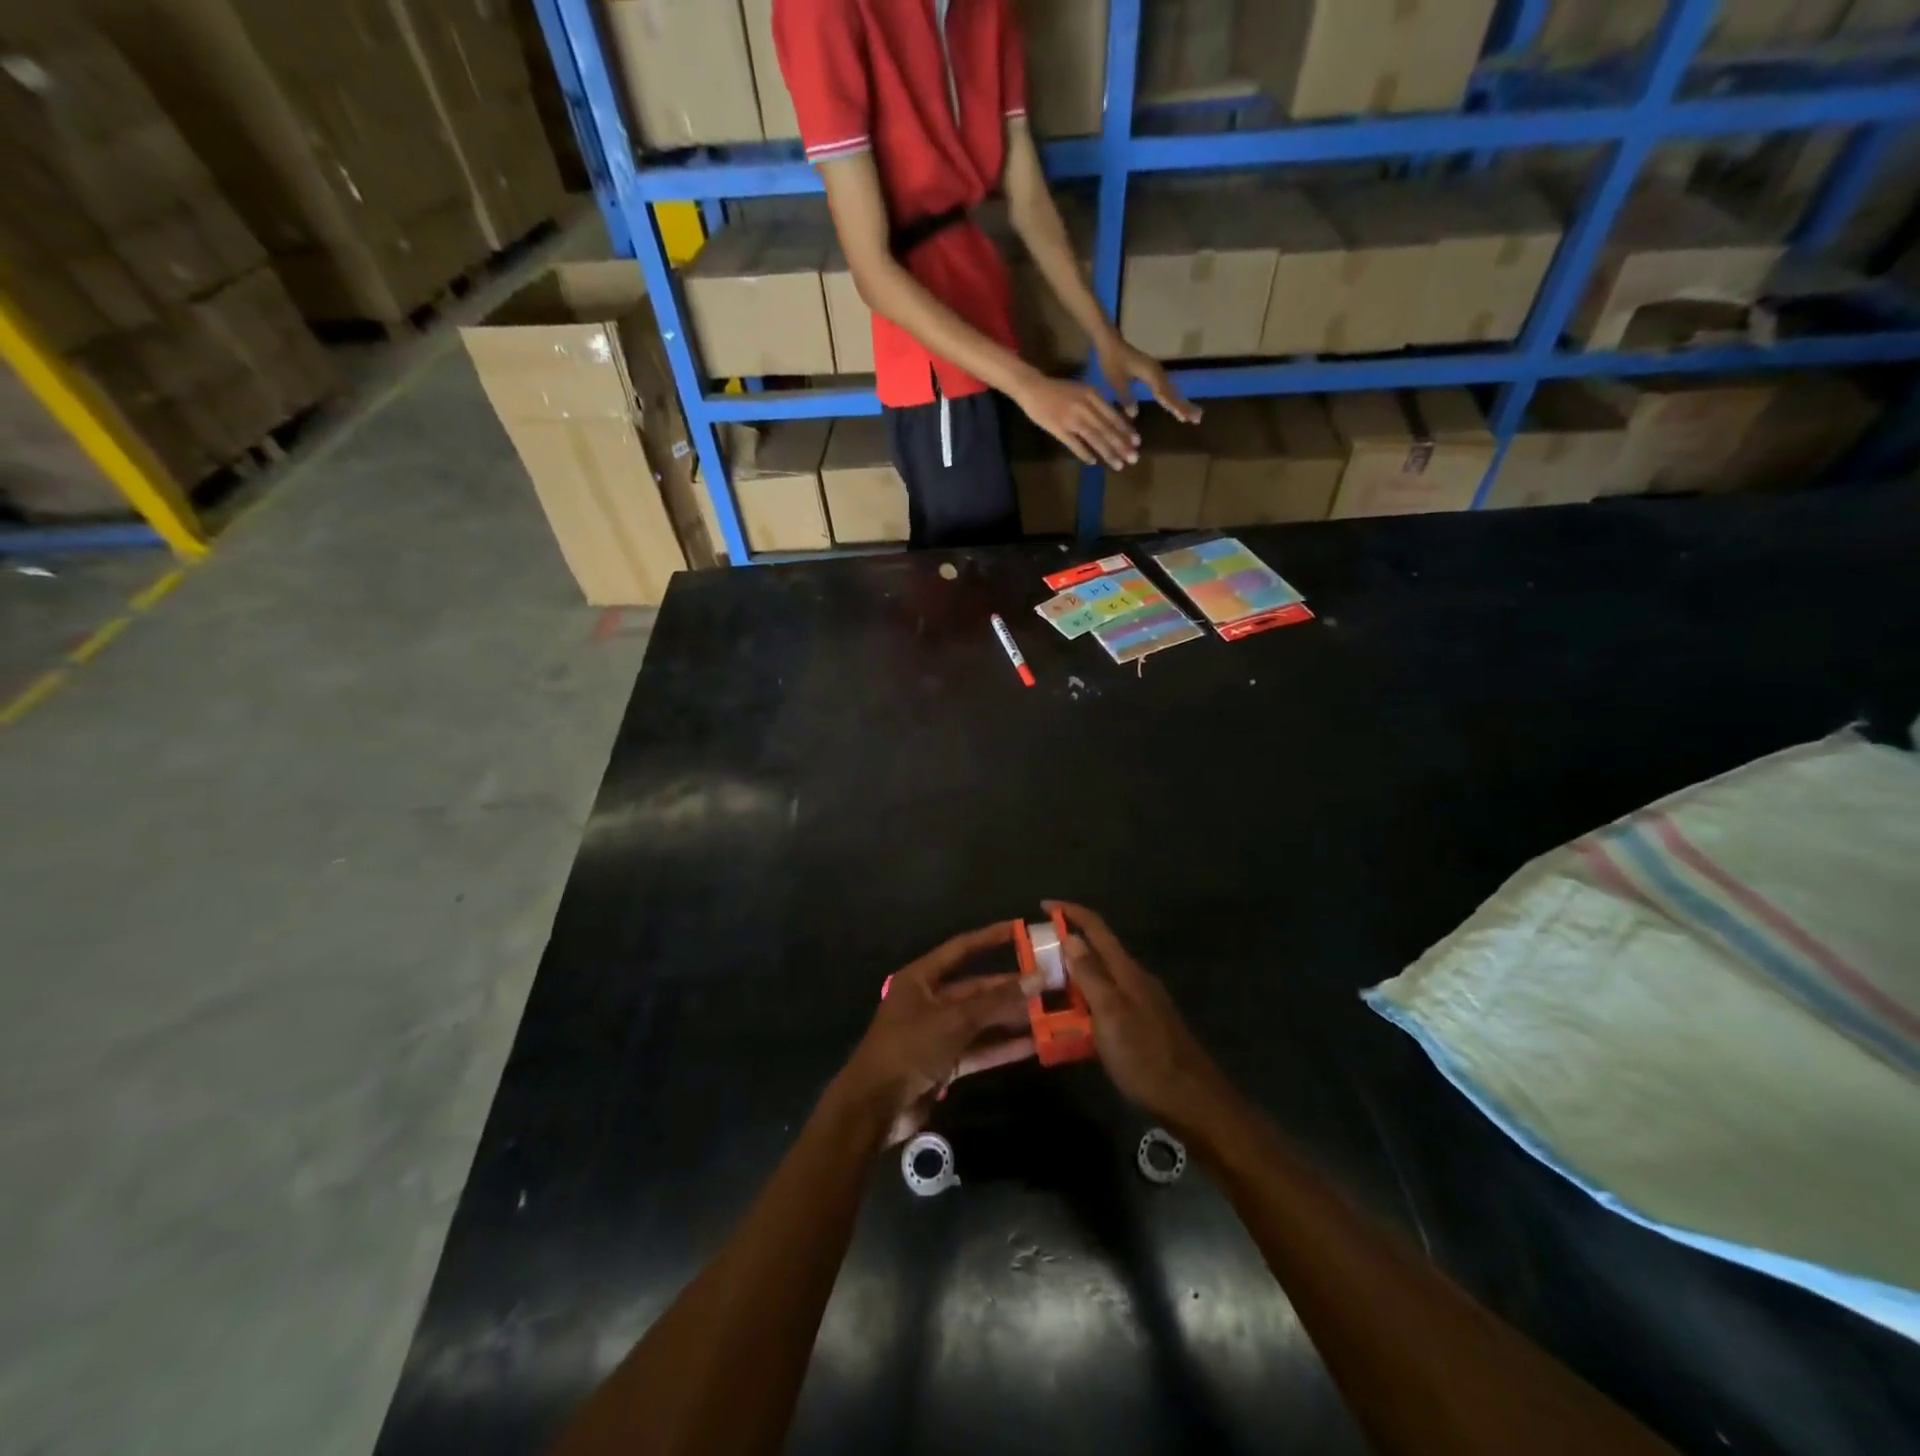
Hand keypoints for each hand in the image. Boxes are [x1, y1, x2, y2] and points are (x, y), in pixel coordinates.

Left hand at [837, 923, 1036, 1147]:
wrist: (874, 1107)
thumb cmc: (909, 1048)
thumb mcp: (954, 1020)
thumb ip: (996, 1001)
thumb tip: (1037, 978)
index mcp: (921, 979)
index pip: (961, 949)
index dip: (990, 938)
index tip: (1021, 930)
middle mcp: (929, 1000)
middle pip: (975, 988)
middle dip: (1009, 987)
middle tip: (1047, 983)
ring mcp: (937, 1033)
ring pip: (980, 1020)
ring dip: (1010, 1019)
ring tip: (1048, 1013)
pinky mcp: (944, 1063)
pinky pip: (978, 1049)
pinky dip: (1002, 1047)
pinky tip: (1033, 1045)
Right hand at [1013, 373, 1140, 469]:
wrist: (1033, 388)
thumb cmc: (1058, 390)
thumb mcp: (1081, 390)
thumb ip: (1096, 404)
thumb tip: (1111, 421)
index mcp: (1092, 395)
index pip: (1113, 416)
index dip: (1125, 430)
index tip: (1137, 443)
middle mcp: (1085, 407)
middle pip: (1106, 429)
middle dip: (1121, 445)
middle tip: (1133, 459)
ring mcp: (1071, 419)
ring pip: (1094, 438)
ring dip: (1107, 453)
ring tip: (1118, 465)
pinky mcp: (1059, 429)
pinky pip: (1074, 444)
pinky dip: (1084, 453)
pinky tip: (1093, 462)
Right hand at [1046, 901, 1222, 1127]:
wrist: (1191, 1100)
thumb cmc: (1146, 1056)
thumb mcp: (1110, 1014)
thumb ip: (1090, 975)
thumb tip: (1071, 937)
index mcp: (1126, 971)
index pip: (1096, 928)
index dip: (1071, 912)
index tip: (1043, 906)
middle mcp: (1133, 980)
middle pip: (1097, 951)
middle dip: (1066, 947)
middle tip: (1034, 957)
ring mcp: (1139, 1003)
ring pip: (1100, 979)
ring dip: (1073, 977)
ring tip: (1044, 990)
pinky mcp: (1140, 1025)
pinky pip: (1105, 1003)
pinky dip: (1084, 1004)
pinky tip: (1070, 1024)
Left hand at [1095, 338, 1202, 424]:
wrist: (1110, 343)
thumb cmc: (1112, 360)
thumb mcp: (1116, 381)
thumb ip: (1125, 397)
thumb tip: (1134, 414)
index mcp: (1151, 374)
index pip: (1165, 395)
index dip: (1175, 407)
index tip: (1185, 419)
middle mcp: (1157, 372)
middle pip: (1173, 392)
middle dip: (1185, 406)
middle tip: (1197, 419)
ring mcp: (1155, 371)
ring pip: (1171, 390)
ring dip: (1181, 402)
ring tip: (1191, 415)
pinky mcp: (1151, 371)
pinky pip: (1165, 387)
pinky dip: (1171, 397)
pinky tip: (1174, 404)